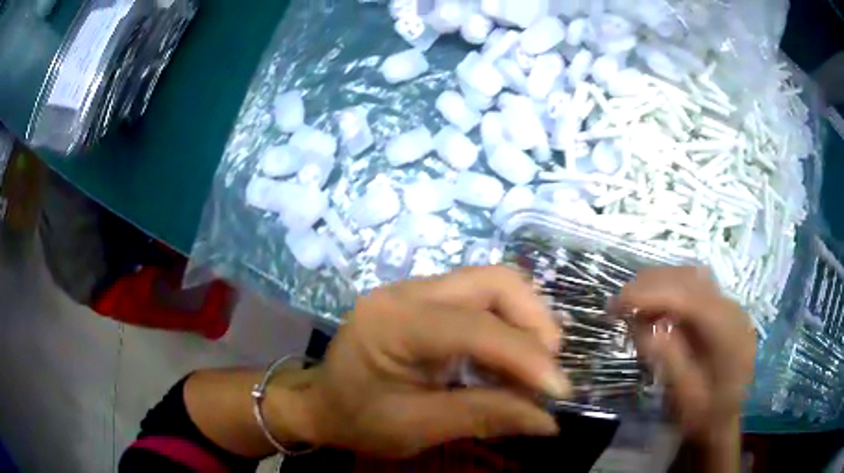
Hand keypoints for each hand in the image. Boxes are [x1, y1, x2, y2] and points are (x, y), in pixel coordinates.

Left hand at [293, 266, 568, 457]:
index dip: (524, 356)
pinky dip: (508, 326)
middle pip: (493, 281)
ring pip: (493, 284)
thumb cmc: (358, 419)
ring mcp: (417, 290)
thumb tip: (549, 421)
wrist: (321, 402)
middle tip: (549, 366)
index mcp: (391, 324)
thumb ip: (483, 417)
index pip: (473, 327)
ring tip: (534, 365)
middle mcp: (406, 292)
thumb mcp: (416, 428)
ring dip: (526, 321)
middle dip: (534, 321)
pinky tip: (511, 358)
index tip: (559, 389)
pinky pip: (482, 299)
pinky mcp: (427, 300)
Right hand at [611, 267, 755, 445]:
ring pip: (691, 276)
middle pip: (689, 278)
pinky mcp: (721, 309)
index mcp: (726, 332)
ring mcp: (728, 305)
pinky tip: (655, 307)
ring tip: (633, 303)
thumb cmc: (705, 414)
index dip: (649, 295)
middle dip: (650, 285)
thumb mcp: (684, 395)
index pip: (686, 297)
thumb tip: (639, 323)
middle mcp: (731, 309)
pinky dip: (669, 290)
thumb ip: (667, 358)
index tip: (615, 305)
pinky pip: (693, 287)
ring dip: (659, 284)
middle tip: (618, 303)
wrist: (727, 420)